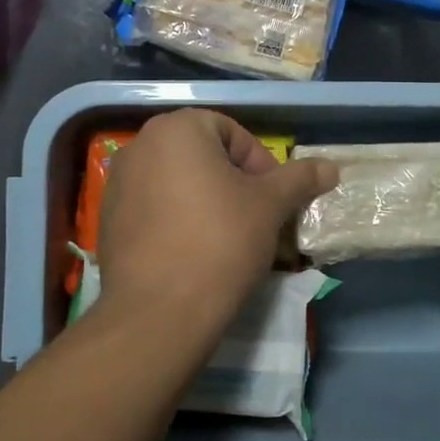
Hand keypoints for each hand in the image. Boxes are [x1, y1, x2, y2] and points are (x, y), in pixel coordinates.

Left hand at [96, 109, 338, 345]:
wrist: (159, 312)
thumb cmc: (220, 242)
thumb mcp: (270, 206)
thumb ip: (299, 179)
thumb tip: (331, 167)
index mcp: (177, 128)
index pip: (232, 133)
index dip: (260, 165)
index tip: (273, 200)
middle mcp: (140, 145)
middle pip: (203, 156)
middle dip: (234, 183)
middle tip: (256, 218)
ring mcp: (118, 182)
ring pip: (178, 182)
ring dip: (207, 201)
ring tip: (229, 238)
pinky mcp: (109, 219)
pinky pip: (154, 207)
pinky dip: (178, 220)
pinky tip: (194, 252)